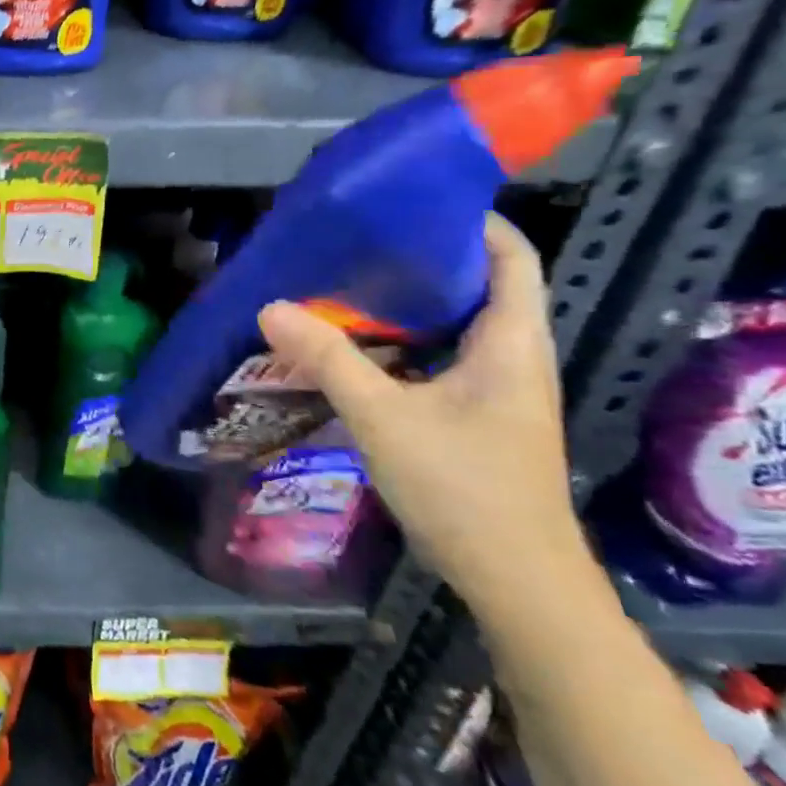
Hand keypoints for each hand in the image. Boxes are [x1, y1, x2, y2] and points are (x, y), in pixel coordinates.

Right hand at [255, 213, 588, 612]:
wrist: (516, 581)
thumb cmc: (463, 488)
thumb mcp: (383, 417)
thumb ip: (327, 359)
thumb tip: (269, 307)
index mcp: (511, 343)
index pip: (511, 257)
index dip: (472, 221)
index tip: (409, 204)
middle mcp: (512, 357)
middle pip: (478, 284)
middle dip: (421, 257)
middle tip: (356, 241)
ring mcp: (496, 389)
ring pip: (454, 323)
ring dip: (406, 301)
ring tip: (344, 283)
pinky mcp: (476, 415)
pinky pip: (439, 355)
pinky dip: (401, 340)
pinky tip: (353, 344)